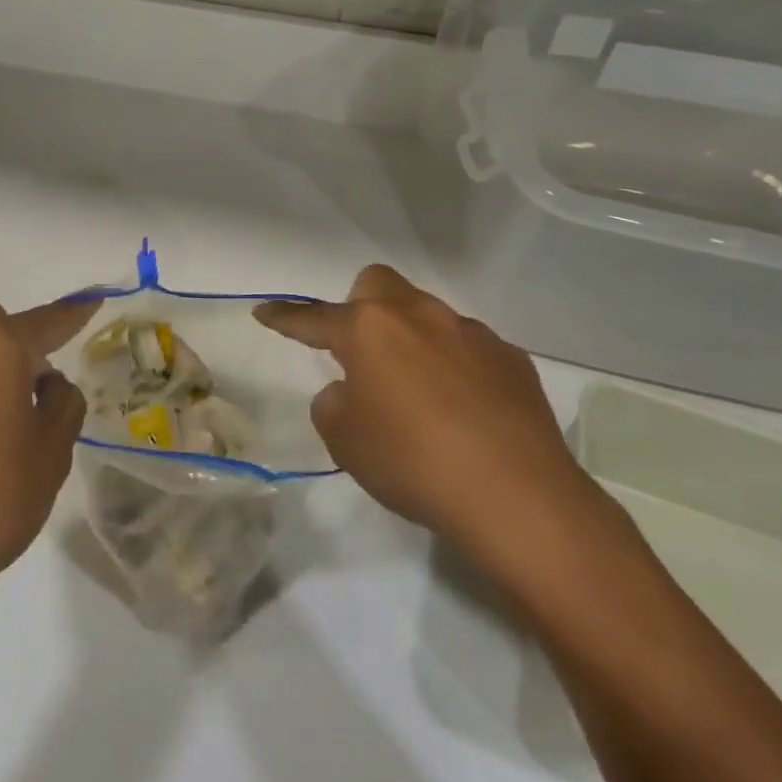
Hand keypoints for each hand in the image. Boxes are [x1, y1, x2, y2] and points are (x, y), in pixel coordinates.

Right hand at [255, 266, 604, 574]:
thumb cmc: (413, 462)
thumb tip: (353, 389)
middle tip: (360, 352)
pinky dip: (455, 366)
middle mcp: (419, 315)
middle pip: (377, 284)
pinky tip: (464, 409)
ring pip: (427, 314)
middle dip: (360, 307)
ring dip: (411, 339)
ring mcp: (470, 332)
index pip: (313, 317)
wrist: (517, 497)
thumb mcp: (345, 440)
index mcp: (369, 330)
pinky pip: (469, 348)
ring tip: (418, 393)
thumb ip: (334, 402)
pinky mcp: (511, 358)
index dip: (285, 317)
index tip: (264, 312)